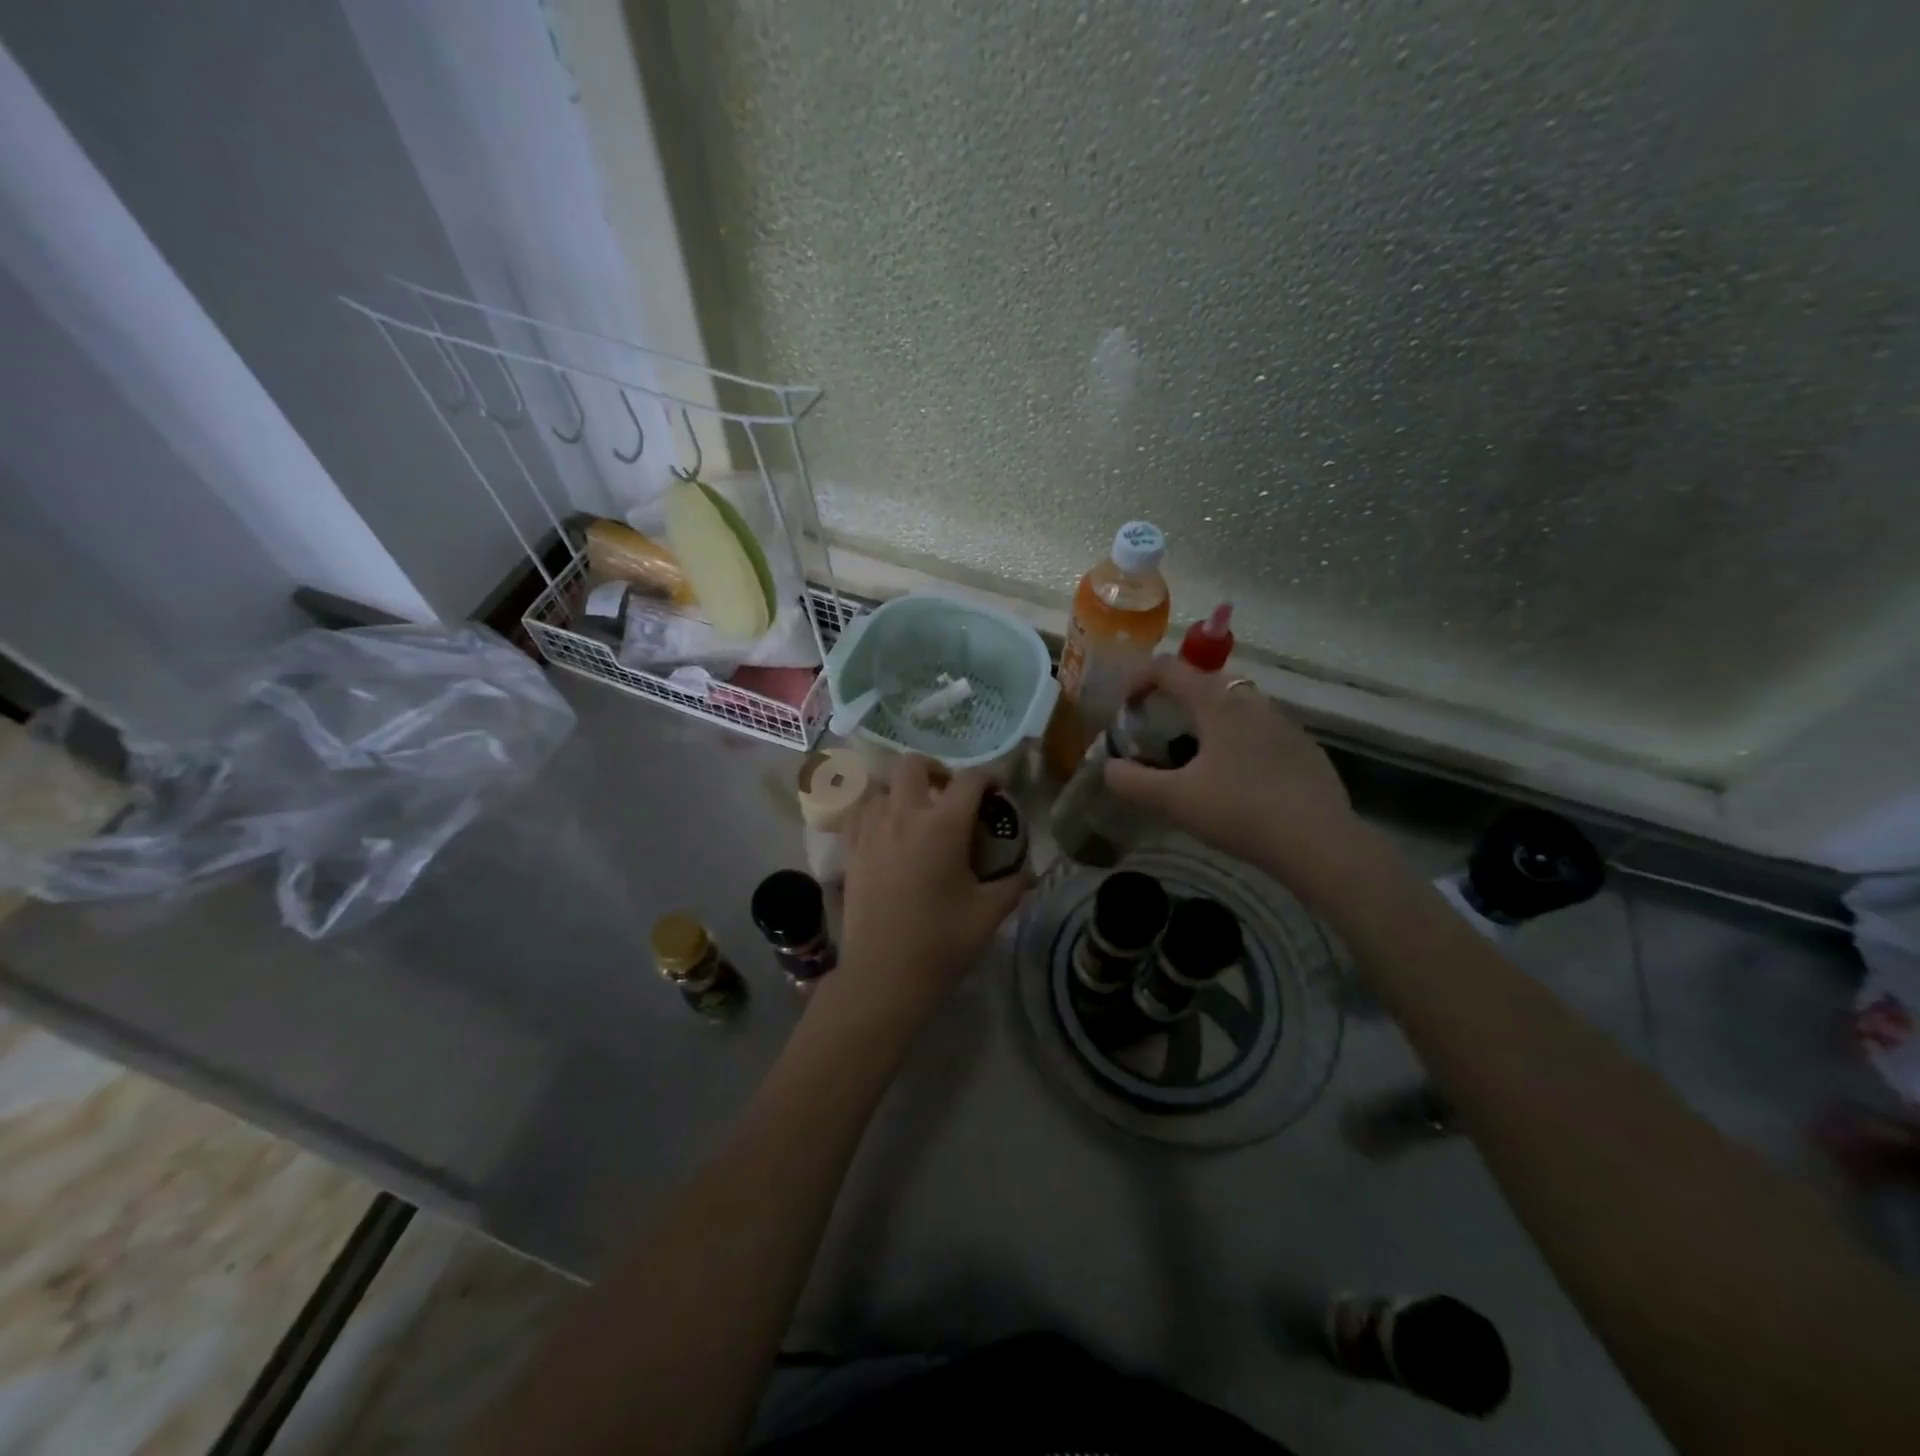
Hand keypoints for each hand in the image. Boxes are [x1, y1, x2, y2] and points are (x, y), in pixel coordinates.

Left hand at [832, 757, 1028, 1028]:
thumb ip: (1012, 885)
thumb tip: (1027, 873)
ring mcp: (871, 831)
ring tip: (915, 813)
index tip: (997, 791)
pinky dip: (874, 810)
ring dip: (901, 790)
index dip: (988, 777)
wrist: (883, 976)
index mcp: (943, 826)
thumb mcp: (988, 914)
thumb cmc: (941, 943)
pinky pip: (858, 812)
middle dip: (936, 769)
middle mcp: (903, 816)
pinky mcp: (850, 851)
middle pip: (913, 765)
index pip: (969, 780)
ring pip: (881, 786)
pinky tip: (885, 831)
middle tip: (950, 794)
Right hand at [1103, 657, 1366, 893]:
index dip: (1139, 678)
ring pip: (1236, 704)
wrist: (1318, 842)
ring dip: (1209, 717)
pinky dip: (1238, 739)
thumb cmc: (1239, 811)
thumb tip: (1108, 767)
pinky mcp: (1304, 747)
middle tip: (1158, 729)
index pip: (1170, 668)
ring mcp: (1284, 722)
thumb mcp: (1174, 800)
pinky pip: (1261, 729)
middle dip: (1175, 697)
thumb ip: (1131, 781)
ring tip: (1195, 755)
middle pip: (1205, 681)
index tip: (1125, 706)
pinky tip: (1238, 779)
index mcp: (1217, 703)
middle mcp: (1252, 701)